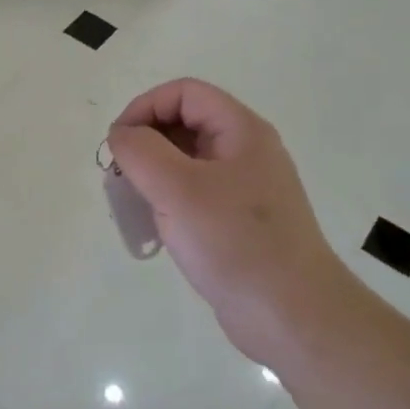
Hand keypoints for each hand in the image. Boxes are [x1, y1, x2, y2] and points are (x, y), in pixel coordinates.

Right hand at [107, 79, 349, 364]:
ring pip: (186, 162)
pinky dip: (167, 201)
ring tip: (132, 205)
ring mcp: (244, 189)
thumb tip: (122, 134)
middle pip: (184, 124)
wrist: (291, 315)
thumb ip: (140, 150)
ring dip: (151, 175)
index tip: (118, 144)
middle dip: (144, 143)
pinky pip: (194, 195)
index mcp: (241, 131)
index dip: (145, 108)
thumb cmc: (234, 242)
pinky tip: (155, 230)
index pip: (184, 93)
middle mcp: (246, 152)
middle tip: (118, 178)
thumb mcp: (177, 188)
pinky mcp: (238, 221)